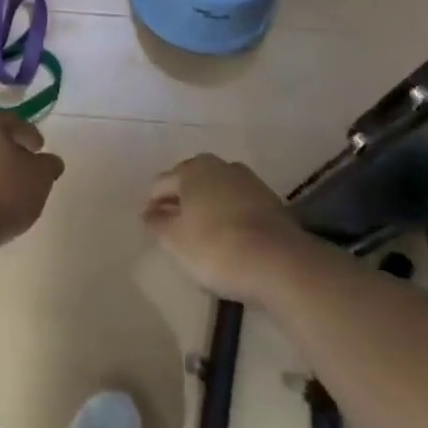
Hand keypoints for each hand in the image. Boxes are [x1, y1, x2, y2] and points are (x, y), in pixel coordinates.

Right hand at [142, 155, 303, 302]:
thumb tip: (148, 213)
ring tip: (201, 230)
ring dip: (206, 204)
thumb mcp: (175, 240)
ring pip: (216, 189)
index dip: (152, 204)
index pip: (161, 183)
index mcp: (191, 170)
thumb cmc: (216, 248)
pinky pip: (237, 202)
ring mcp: (247, 180)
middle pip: (190, 181)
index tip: (149, 225)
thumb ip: (157, 224)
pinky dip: (228, 213)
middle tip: (173, 226)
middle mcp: (218, 166)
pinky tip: (228, 233)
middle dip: (179, 199)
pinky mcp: (269, 199)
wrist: (279, 261)